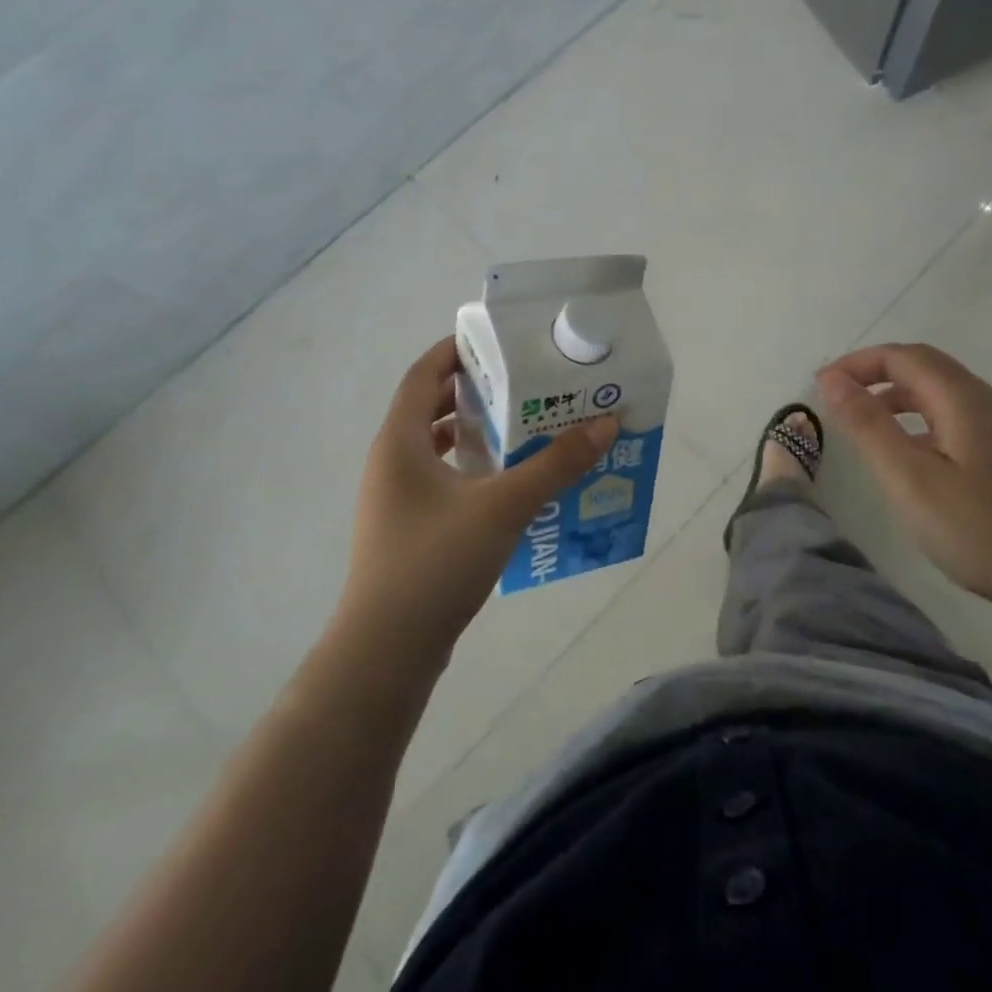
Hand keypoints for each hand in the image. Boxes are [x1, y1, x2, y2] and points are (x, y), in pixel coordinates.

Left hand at [339, 337, 616, 664]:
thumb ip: (555, 465)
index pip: (423, 374)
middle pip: (430, 407)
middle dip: (475, 391)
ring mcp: (395, 499)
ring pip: (435, 447)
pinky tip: (506, 485)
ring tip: (523, 428)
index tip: (499, 341)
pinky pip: (440, 481)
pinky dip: (470, 470)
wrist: (386, 650)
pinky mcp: (406, 529)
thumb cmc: (436, 563)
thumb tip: (604, 424)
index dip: (455, 351)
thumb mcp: (503, 507)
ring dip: (474, 433)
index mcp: (400, 442)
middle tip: (524, 383)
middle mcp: (390, 462)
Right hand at [815, 343, 991, 606]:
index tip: (821, 386)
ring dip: (898, 397)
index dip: (858, 363)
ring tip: (865, 424)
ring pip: (942, 393)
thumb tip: (832, 379)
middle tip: (837, 399)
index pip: (903, 357)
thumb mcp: (909, 478)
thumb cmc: (980, 529)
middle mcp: (988, 401)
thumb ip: (867, 425)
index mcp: (964, 398)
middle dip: (876, 374)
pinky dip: (921, 419)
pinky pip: (956, 417)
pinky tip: (911, 454)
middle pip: (925, 367)